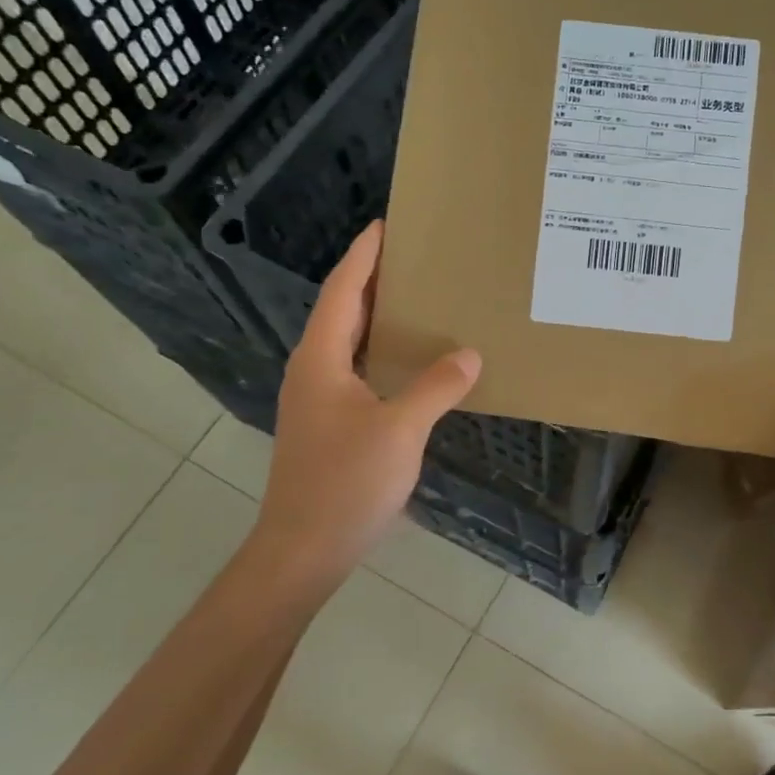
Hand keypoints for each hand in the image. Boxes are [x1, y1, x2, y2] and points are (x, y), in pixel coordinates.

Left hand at [246, 221, 480, 600]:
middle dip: (375, 279)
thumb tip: (470, 354)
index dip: (364, 256)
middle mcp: (313, 370)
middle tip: (416, 257)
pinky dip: (383, 353)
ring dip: (379, 316)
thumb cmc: (345, 483)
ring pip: (350, 342)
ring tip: (420, 300)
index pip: (343, 290)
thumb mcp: (399, 430)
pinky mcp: (330, 423)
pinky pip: (358, 370)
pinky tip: (413, 362)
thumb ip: (436, 386)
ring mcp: (318, 399)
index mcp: (321, 359)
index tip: (387, 225)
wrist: (305, 549)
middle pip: (343, 310)